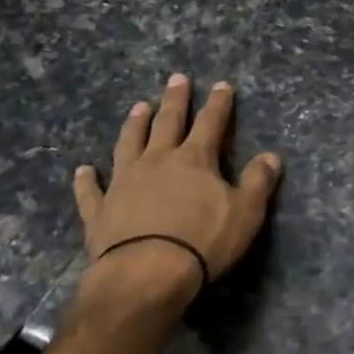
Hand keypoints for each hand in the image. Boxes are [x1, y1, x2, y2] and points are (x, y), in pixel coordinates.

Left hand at [73, 74, 282, 313]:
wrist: (146, 274)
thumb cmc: (202, 242)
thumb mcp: (245, 213)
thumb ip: (258, 182)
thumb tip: (271, 156)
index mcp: (194, 160)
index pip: (211, 123)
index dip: (219, 104)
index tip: (222, 85)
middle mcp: (157, 162)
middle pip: (167, 123)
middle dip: (175, 100)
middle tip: (177, 78)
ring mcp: (124, 183)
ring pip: (128, 144)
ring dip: (134, 125)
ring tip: (138, 107)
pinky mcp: (100, 211)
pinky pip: (91, 191)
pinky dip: (86, 180)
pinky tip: (82, 170)